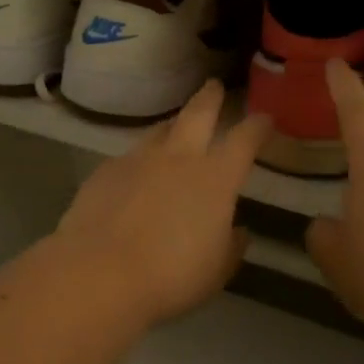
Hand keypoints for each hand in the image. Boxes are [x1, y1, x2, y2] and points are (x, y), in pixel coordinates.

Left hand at [53, 80, 271, 327]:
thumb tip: (237, 231)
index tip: (264, 119)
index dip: (257, 127)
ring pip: (160, 130)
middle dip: (210, 97)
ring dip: (172, 126)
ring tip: (174, 130)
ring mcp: (138, 160)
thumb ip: (230, 246)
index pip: (244, 140)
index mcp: (216, 178)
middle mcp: (178, 158)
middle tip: (214, 87)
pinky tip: (135, 176)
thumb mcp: (216, 270)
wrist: (99, 273)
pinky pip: (129, 157)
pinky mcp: (104, 171)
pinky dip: (140, 161)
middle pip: (198, 113)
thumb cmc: (170, 277)